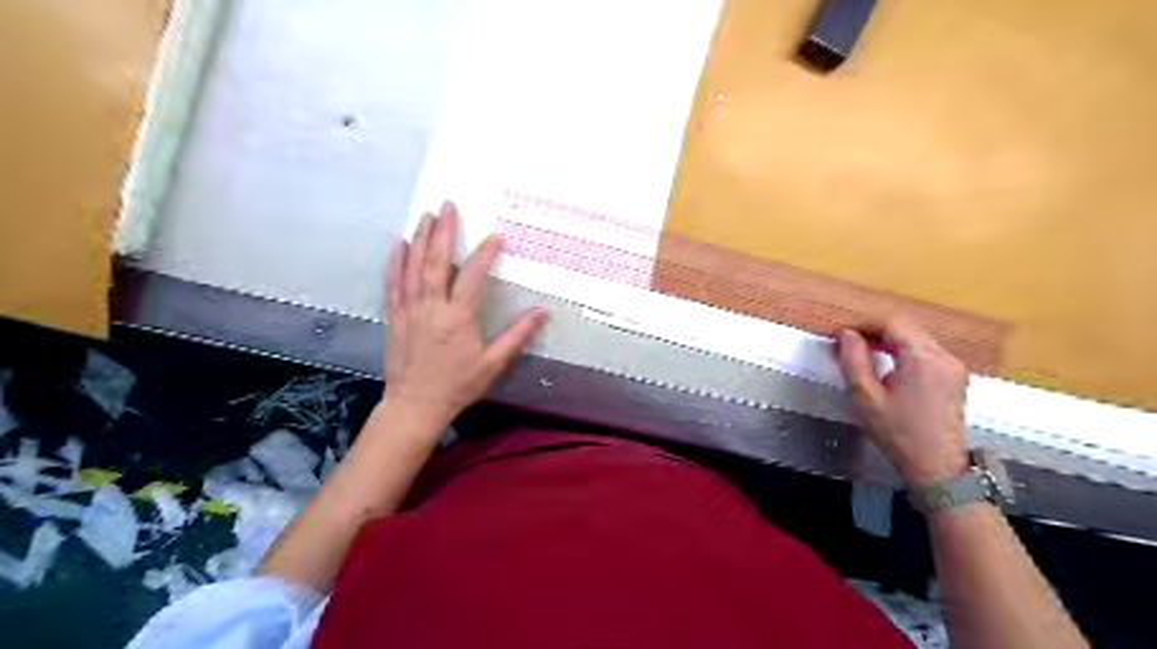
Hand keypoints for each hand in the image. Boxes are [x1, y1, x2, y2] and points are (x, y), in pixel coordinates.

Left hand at [382, 199, 548, 428]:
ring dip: (420, 239)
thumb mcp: (493, 364)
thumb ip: (518, 336)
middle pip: (438, 261)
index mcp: (459, 317)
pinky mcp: (396, 316)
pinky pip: (395, 283)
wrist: (415, 405)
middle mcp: (432, 307)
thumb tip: (542, 313)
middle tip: (448, 206)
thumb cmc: (457, 385)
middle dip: (443, 231)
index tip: (495, 237)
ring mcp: (410, 309)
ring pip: (414, 267)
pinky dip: (396, 262)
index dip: (485, 253)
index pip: (473, 276)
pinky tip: (399, 245)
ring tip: (426, 216)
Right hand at [838, 318, 969, 489]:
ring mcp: (953, 366)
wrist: (937, 468)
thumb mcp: (866, 398)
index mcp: (923, 359)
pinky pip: (925, 352)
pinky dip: (903, 352)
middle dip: (875, 332)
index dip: (863, 324)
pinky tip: (887, 366)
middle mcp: (944, 357)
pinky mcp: (955, 377)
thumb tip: (846, 335)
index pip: (892, 323)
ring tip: (863, 354)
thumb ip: (853, 361)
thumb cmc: (899, 435)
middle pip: (906, 328)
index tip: (841, 335)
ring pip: (915, 339)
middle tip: (848, 344)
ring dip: (888, 341)